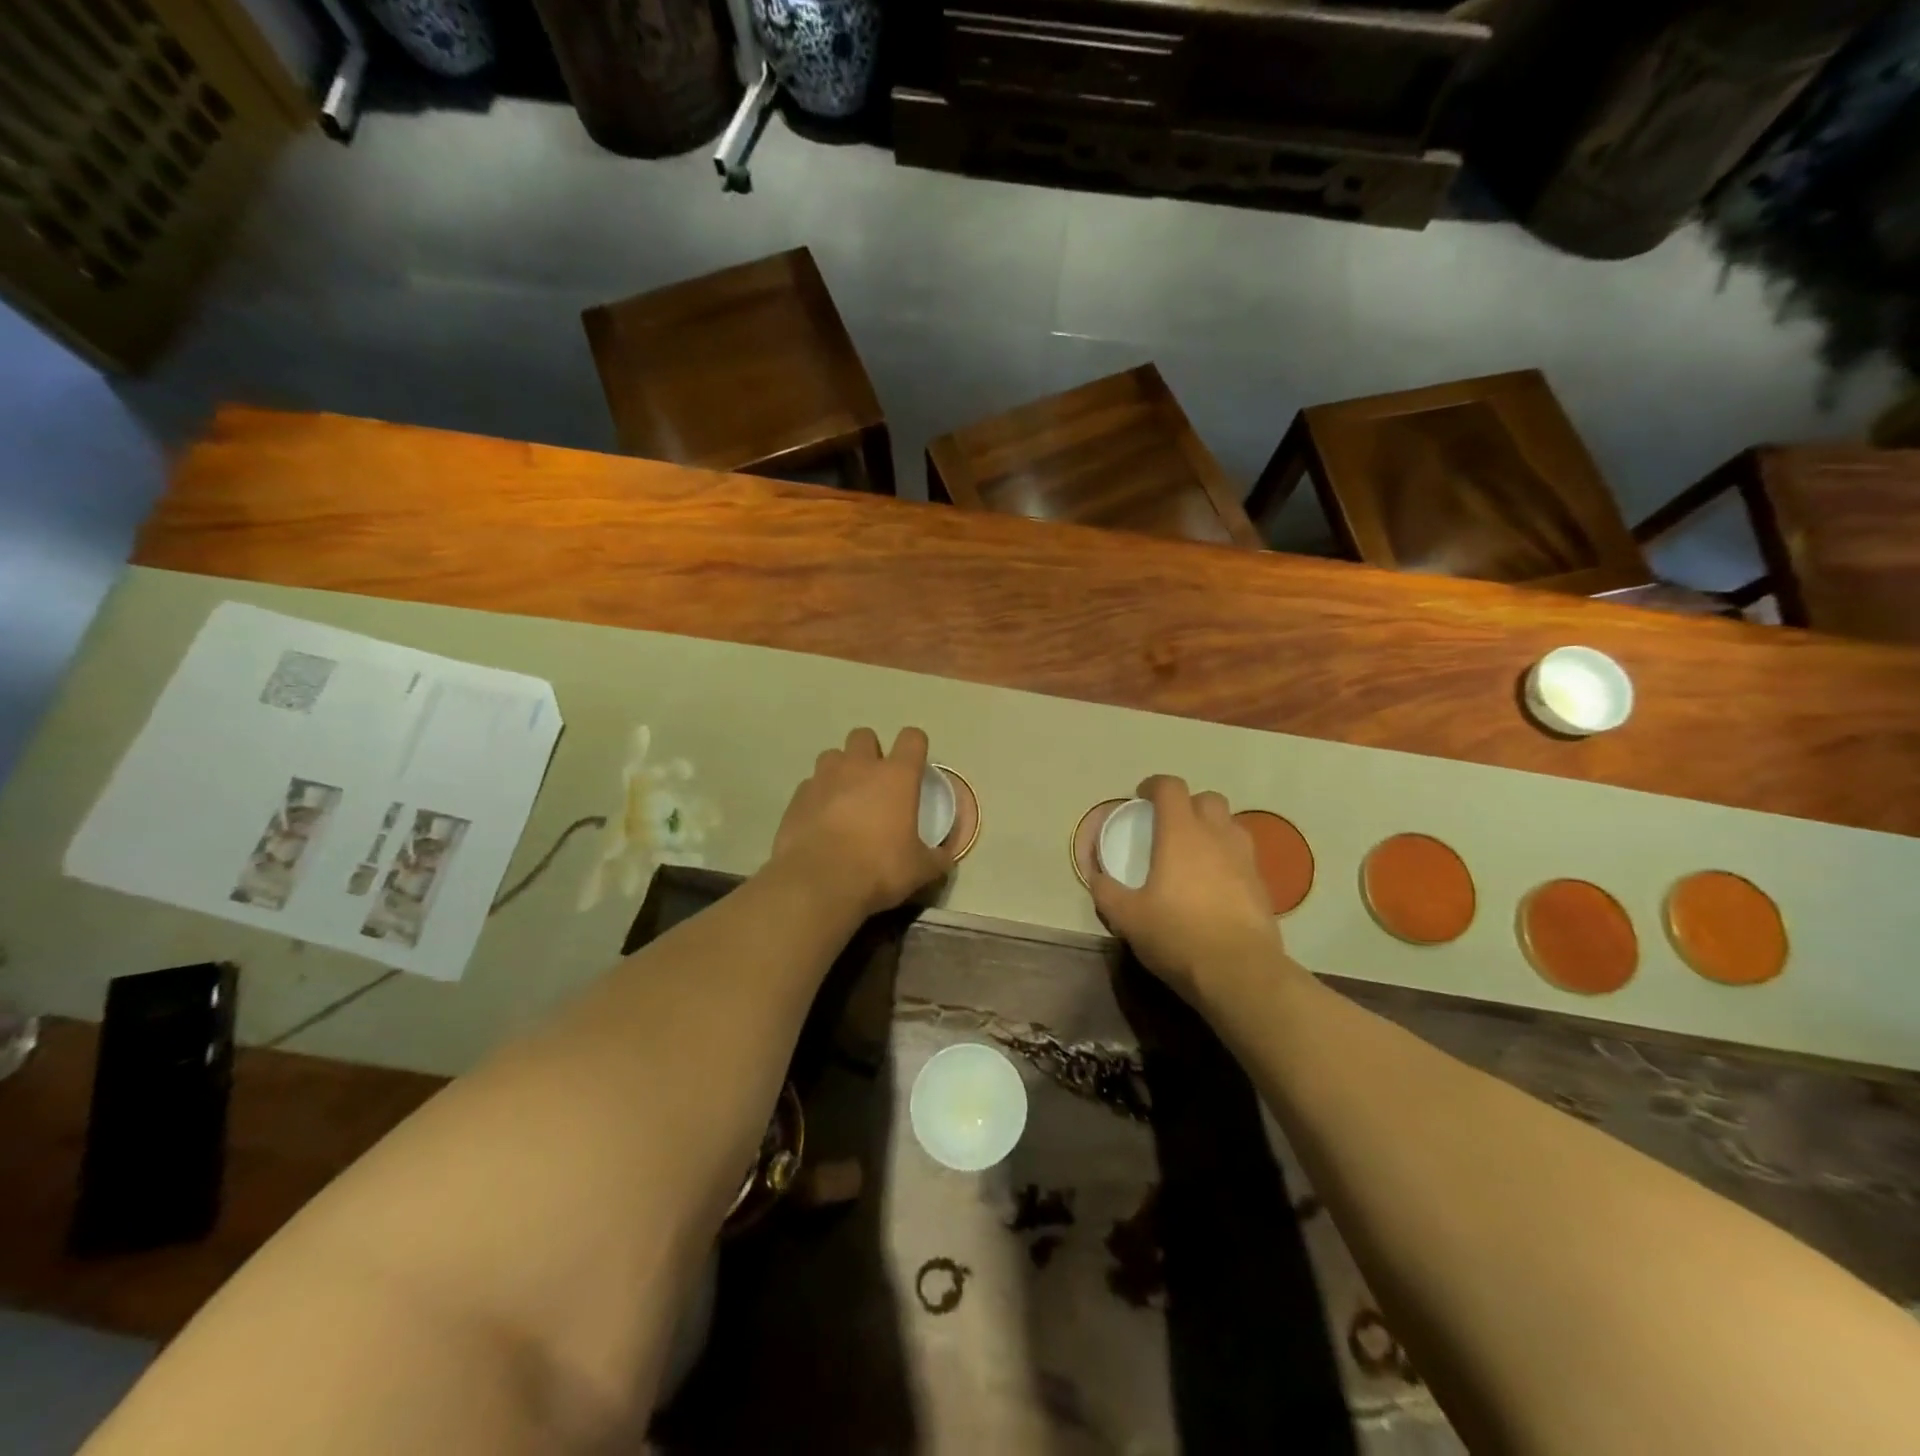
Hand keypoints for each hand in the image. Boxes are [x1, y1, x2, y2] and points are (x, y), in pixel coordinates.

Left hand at [768, 727, 952, 918]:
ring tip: (844, 797)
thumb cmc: (879, 868)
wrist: (819, 882)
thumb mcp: (920, 870)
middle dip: (871, 751)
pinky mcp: (798, 796)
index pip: (912, 738)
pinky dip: (817, 795)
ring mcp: (824, 778)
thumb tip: (945, 858)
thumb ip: (936, 858)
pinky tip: (820, 819)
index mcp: (897, 776)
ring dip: (841, 769)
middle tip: (875, 781)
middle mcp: (859, 767)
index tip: (915, 765)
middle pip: (864, 736)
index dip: (915, 746)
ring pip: (832, 755)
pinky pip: (810, 785)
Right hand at [1089, 775, 1288, 1003]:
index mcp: (1181, 833)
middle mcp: (1217, 836)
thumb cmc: (1177, 935)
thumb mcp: (1127, 917)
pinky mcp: (1262, 884)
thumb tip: (1095, 878)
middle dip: (1187, 804)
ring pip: (1230, 825)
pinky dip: (1227, 858)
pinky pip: (1243, 856)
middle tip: (1169, 826)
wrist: (1240, 972)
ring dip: (1212, 829)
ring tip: (1195, 853)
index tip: (1141, 798)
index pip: (1171, 787)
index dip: (1154, 786)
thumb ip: (1106, 892)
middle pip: (1207, 798)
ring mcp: (1245, 858)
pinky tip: (1215, 885)